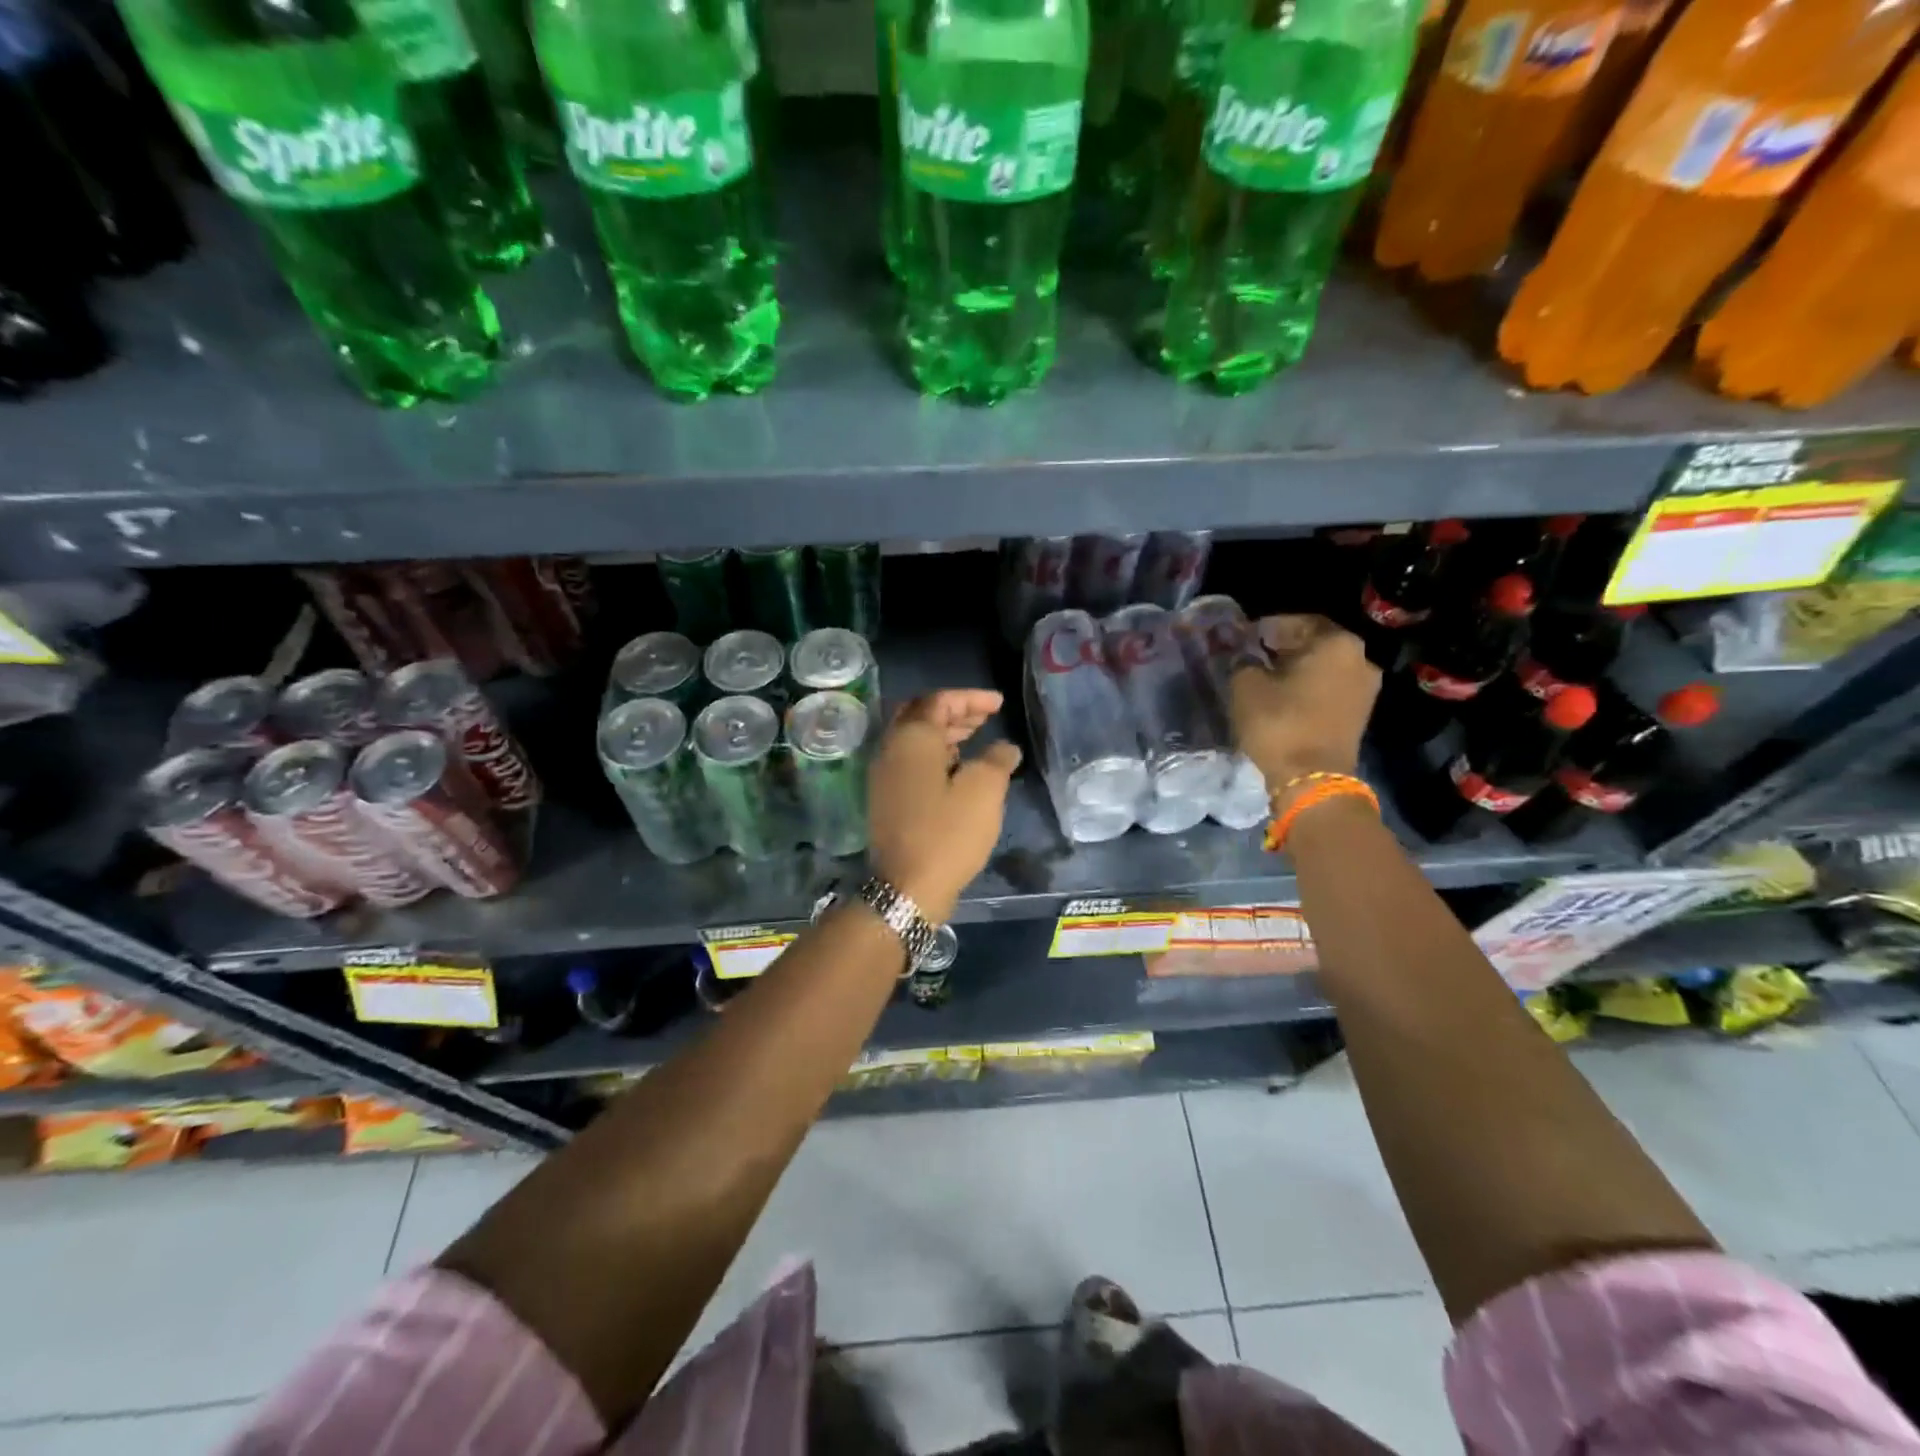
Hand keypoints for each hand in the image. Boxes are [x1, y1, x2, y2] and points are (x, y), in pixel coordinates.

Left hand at [867, 690, 1021, 922]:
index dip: (971, 698)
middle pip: (920, 715)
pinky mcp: (886, 798)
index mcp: (911, 738)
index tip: (999, 704)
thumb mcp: (984, 791)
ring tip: (976, 737)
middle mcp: (890, 749)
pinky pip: (910, 761)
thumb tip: (1005, 748)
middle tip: (985, 717)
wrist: (907, 887)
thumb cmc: (948, 833)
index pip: (939, 701)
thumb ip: (997, 760)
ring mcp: (883, 775)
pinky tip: (957, 768)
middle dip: (954, 712)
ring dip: (944, 733)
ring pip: (913, 739)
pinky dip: (934, 754)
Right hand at [1229, 615, 1378, 789]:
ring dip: (1297, 669)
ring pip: (1324, 667)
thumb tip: (1244, 655)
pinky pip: (1330, 688)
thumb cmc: (1280, 723)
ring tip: (1266, 678)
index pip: (1297, 622)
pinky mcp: (1360, 713)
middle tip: (1253, 655)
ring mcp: (1365, 688)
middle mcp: (1360, 658)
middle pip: (1315, 643)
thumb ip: (1243, 661)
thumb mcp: (1246, 686)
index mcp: (1336, 642)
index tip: (1244, 637)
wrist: (1312, 779)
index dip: (1267, 627)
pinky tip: (1284, 697)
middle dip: (1284, 647)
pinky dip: (1308, 688)